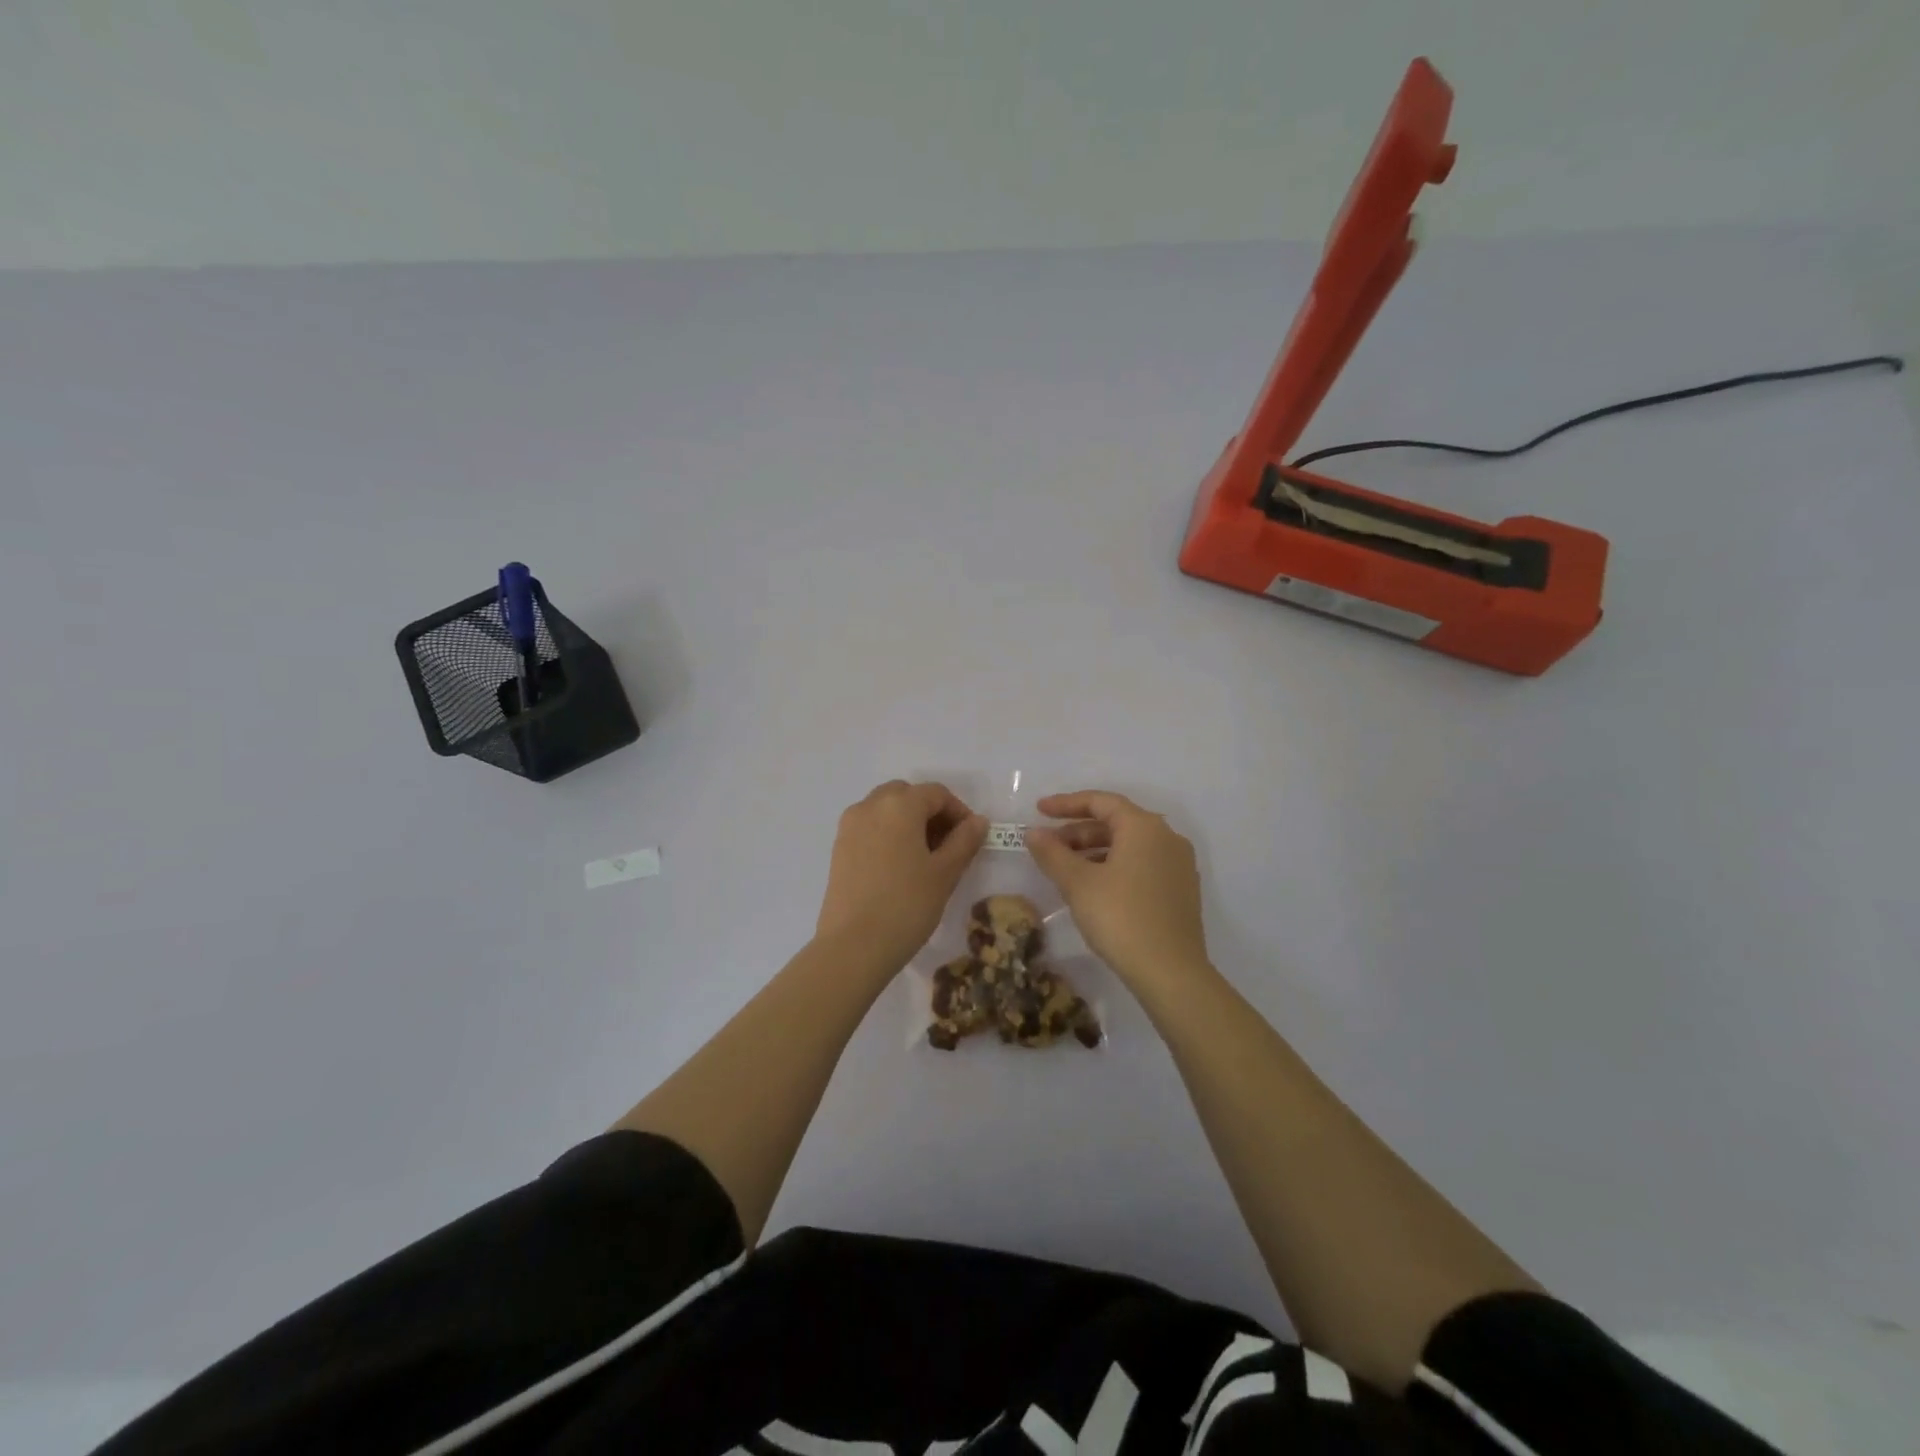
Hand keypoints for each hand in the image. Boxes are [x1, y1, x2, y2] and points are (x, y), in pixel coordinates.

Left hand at [816, 781, 987, 972]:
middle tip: (948, 845)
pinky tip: (900, 868)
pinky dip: (888, 835)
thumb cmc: (907, 905)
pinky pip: (870, 828)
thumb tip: (977, 821)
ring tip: (925, 858)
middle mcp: (870, 805)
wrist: (853, 946)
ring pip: (885, 810)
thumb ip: (964, 841)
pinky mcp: (838, 848)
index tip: (971, 839)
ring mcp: (849, 826)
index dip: (959, 812)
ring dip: (909, 822)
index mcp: (899, 804)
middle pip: (907, 795)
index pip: (936, 793)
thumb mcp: (945, 873)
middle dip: (931, 813)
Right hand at [1027, 790, 1208, 989]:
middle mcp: (1167, 837)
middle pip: (1116, 822)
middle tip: (1048, 845)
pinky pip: (1141, 864)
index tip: (1038, 810)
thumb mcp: (1078, 883)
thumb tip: (1033, 833)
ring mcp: (1178, 865)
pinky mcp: (1181, 890)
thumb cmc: (1120, 917)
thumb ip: (1052, 853)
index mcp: (1144, 827)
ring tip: (1064, 868)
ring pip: (1129, 845)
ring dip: (1094, 850)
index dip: (1066, 804)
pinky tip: (1093, 887)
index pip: (1101, 802)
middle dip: (1078, 831)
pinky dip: (1114, 866)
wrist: (1171, 972)